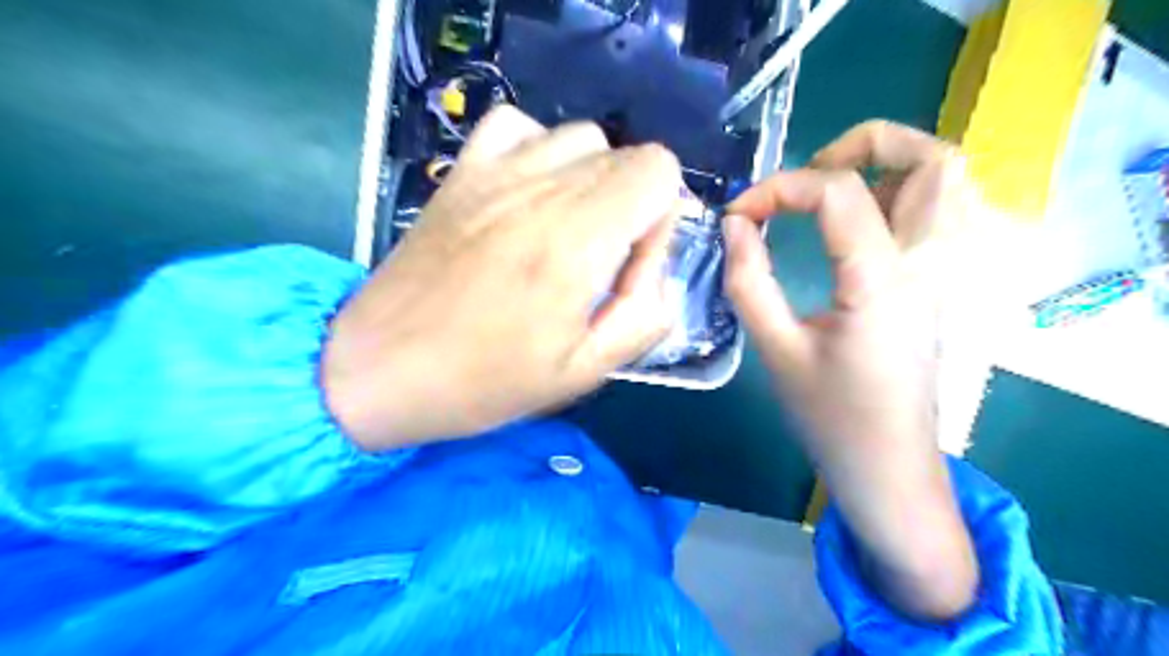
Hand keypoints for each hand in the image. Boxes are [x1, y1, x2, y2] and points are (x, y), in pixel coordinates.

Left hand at [323, 107, 680, 451]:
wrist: (379, 368)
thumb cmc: (483, 381)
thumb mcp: (583, 371)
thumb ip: (644, 318)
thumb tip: (659, 275)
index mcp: (575, 240)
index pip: (658, 170)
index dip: (661, 219)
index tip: (629, 269)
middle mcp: (540, 189)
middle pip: (626, 155)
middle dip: (633, 208)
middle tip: (600, 262)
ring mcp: (494, 171)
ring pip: (582, 137)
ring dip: (593, 180)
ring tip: (568, 229)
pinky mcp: (462, 173)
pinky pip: (519, 127)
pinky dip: (540, 151)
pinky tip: (529, 195)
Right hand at [727, 121, 977, 619]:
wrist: (888, 472)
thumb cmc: (830, 419)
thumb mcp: (775, 351)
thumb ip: (749, 280)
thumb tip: (735, 225)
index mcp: (882, 280)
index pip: (839, 191)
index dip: (779, 188)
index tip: (737, 215)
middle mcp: (927, 264)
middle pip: (935, 160)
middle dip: (867, 144)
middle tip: (811, 173)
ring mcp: (942, 275)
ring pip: (946, 184)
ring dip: (889, 168)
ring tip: (830, 194)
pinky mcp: (936, 289)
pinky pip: (934, 216)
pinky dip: (896, 198)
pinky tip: (852, 229)